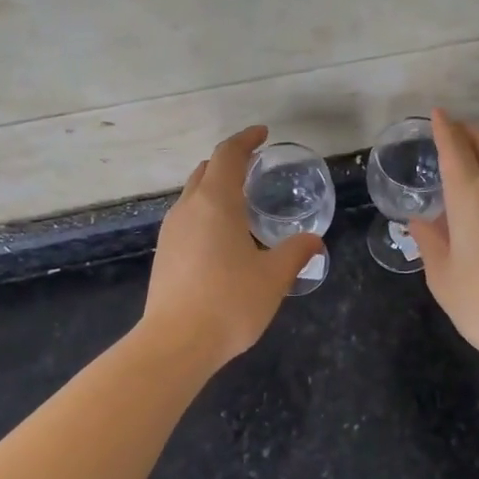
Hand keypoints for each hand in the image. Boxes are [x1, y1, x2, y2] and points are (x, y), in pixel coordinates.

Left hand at [141, 126, 324, 371]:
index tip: (262, 134)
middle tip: (255, 166)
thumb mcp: (274, 277)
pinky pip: (187, 217)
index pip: (228, 155)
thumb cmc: (230, 302)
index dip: (246, 140)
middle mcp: (188, 208)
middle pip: (206, 170)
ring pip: (193, 194)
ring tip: (241, 202)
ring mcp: (171, 231)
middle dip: (230, 162)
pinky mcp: (164, 253)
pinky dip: (205, 211)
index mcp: (216, 202)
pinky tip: (222, 236)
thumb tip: (313, 241)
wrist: (176, 343)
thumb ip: (295, 253)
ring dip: (215, 188)